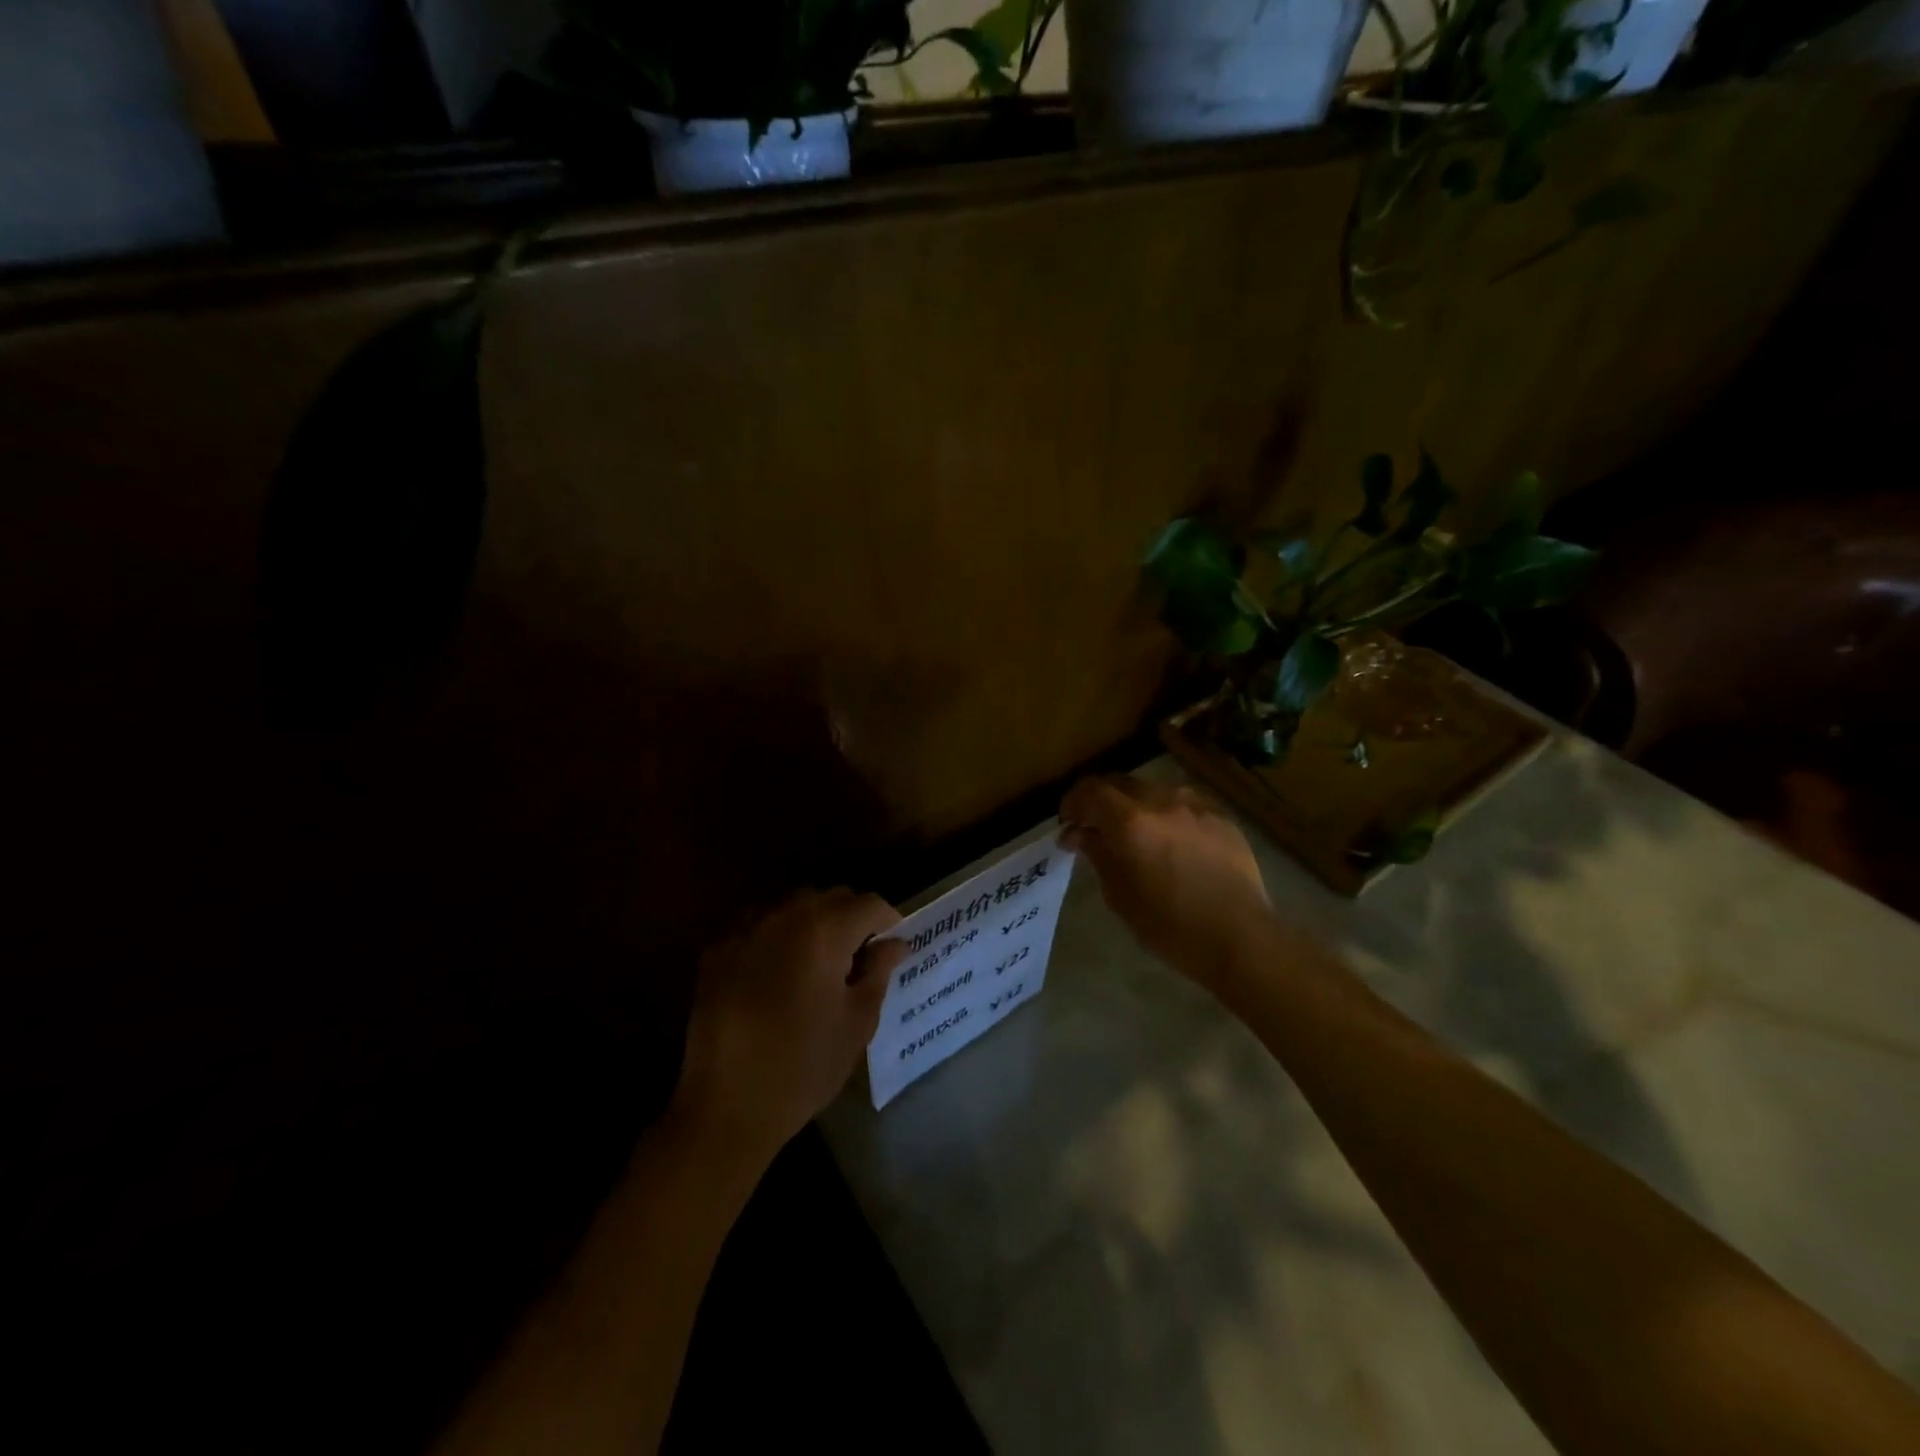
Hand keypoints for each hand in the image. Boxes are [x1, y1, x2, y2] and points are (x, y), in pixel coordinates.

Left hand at [673, 890, 906, 1169]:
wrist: (726, 1107)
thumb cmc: (804, 1068)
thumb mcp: (856, 1023)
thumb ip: (879, 972)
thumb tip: (895, 943)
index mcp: (824, 933)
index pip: (868, 904)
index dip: (888, 919)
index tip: (894, 942)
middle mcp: (783, 917)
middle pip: (829, 896)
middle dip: (851, 915)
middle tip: (861, 951)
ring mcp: (745, 929)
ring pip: (791, 905)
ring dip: (813, 920)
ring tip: (820, 958)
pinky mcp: (717, 949)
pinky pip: (758, 923)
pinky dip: (777, 933)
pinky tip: (779, 969)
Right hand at [1060, 776, 1272, 985]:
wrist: (1240, 937)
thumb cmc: (1170, 926)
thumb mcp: (1120, 895)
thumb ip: (1098, 855)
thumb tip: (1078, 834)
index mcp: (1130, 821)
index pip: (1090, 791)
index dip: (1073, 803)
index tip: (1068, 825)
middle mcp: (1162, 801)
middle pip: (1121, 783)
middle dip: (1102, 801)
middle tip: (1096, 829)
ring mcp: (1196, 805)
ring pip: (1154, 790)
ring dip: (1136, 806)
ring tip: (1137, 835)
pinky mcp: (1222, 816)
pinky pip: (1184, 803)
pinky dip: (1167, 814)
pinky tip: (1172, 841)